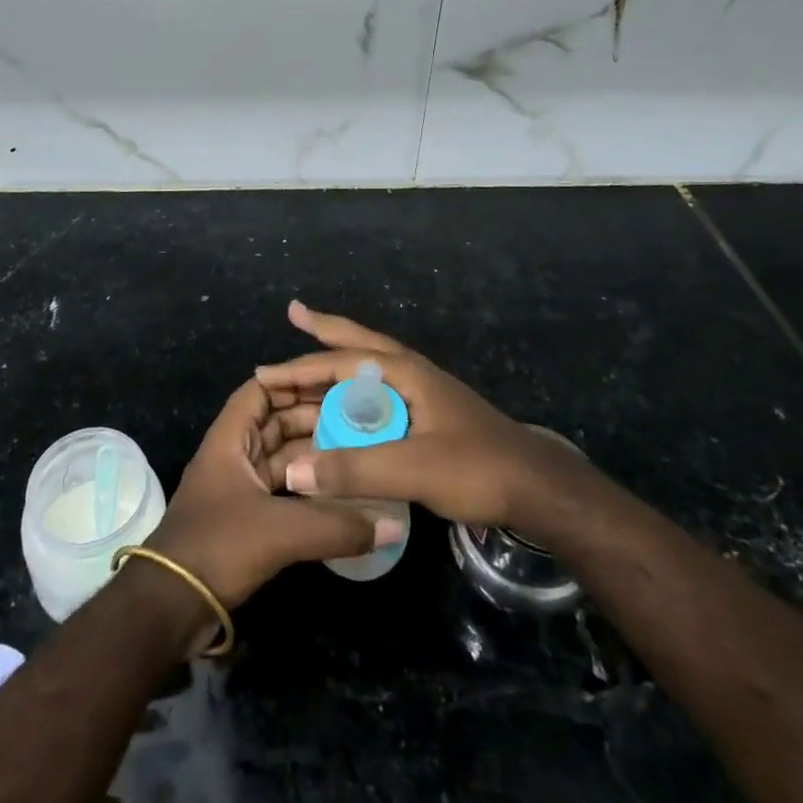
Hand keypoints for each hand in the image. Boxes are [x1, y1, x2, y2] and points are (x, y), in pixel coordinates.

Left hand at [145, 376, 405, 615]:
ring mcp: (239, 488)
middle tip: (359, 420)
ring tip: (357, 453)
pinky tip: (339, 497)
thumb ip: (336, 526)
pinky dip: (307, 490)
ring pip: (281, 459)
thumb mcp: (279, 531)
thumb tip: (393, 525)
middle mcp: (233, 455)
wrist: (170, 608)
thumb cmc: (217, 546)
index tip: (335, 385)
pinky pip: (282, 491)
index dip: (293, 382)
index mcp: (230, 438)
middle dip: (313, 419)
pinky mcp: (246, 520)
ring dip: (313, 457)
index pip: (261, 390)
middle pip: (275, 423)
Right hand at [256, 301, 580, 531]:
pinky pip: (379, 397)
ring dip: (339, 359)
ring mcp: (422, 395)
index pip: (342, 361)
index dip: (301, 367)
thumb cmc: (477, 468)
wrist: (538, 491)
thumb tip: (292, 471)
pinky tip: (350, 404)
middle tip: (295, 312)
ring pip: (370, 369)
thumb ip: (354, 469)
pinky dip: (355, 393)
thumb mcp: (413, 469)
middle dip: (325, 330)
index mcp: (405, 372)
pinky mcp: (428, 419)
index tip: (264, 372)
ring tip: (313, 348)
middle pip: (359, 344)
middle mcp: (411, 374)